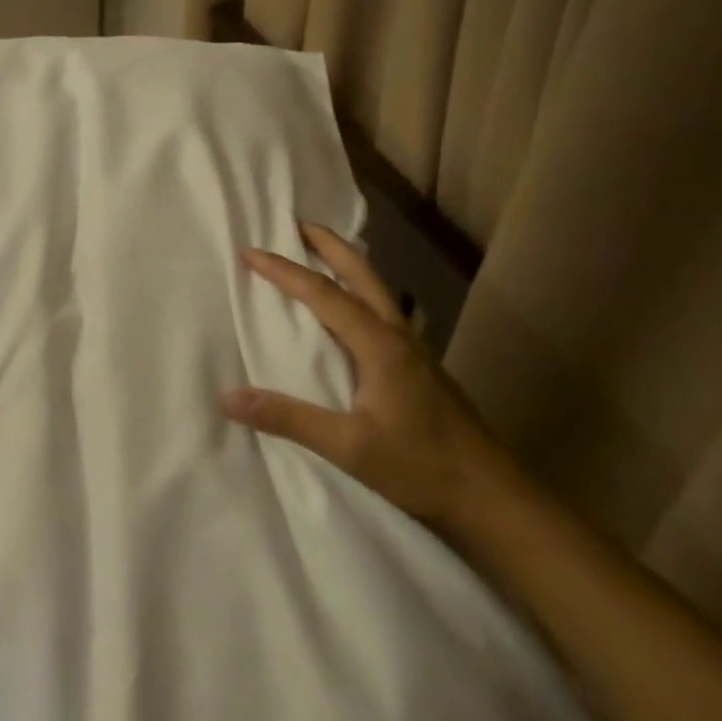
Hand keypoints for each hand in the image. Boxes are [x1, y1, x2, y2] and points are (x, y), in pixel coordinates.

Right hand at [220, 221, 502, 530]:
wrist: (493, 497)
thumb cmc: (421, 467)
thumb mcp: (349, 447)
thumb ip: (288, 418)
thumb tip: (228, 397)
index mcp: (380, 345)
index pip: (324, 294)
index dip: (285, 271)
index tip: (250, 252)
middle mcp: (399, 336)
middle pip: (362, 273)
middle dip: (328, 244)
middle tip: (296, 223)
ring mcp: (414, 350)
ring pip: (376, 289)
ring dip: (346, 263)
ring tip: (319, 252)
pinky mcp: (420, 366)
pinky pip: (382, 310)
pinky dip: (358, 290)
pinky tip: (351, 310)